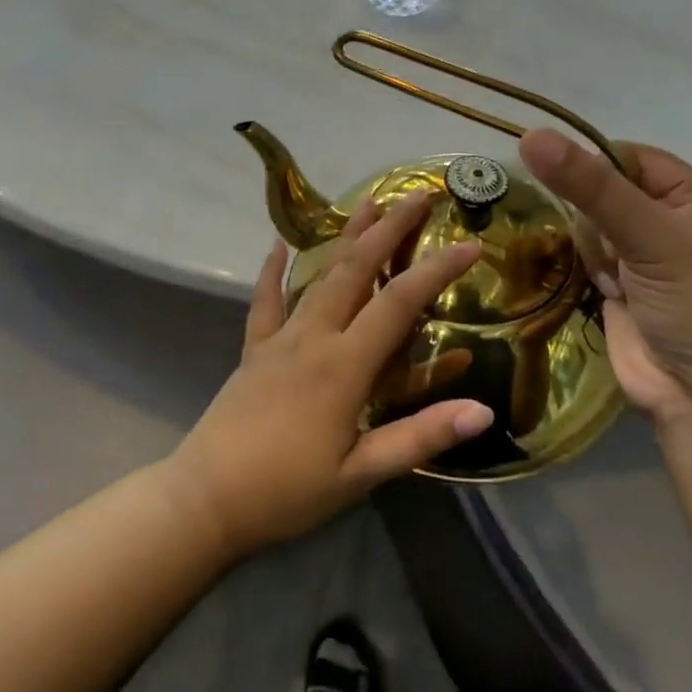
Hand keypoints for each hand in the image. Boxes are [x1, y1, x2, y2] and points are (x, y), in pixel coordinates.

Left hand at [165, 192, 492, 557]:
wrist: (207, 497)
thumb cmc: (288, 490)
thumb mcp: (362, 473)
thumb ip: (421, 436)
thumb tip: (484, 409)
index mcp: (345, 365)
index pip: (400, 302)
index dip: (437, 270)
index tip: (470, 245)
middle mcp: (314, 336)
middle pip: (357, 269)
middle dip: (390, 228)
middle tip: (418, 194)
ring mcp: (280, 337)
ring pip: (318, 274)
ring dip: (346, 235)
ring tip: (368, 201)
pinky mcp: (254, 348)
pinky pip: (266, 299)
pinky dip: (273, 269)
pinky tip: (277, 242)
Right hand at [517, 130, 691, 426]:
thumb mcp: (650, 237)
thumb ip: (590, 187)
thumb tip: (530, 136)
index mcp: (691, 195)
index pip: (623, 155)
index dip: (589, 164)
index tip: (554, 175)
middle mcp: (665, 218)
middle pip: (598, 190)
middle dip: (590, 216)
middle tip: (610, 249)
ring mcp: (638, 255)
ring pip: (584, 224)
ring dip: (589, 248)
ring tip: (613, 279)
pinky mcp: (614, 286)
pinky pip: (579, 257)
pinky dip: (581, 268)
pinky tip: (601, 289)